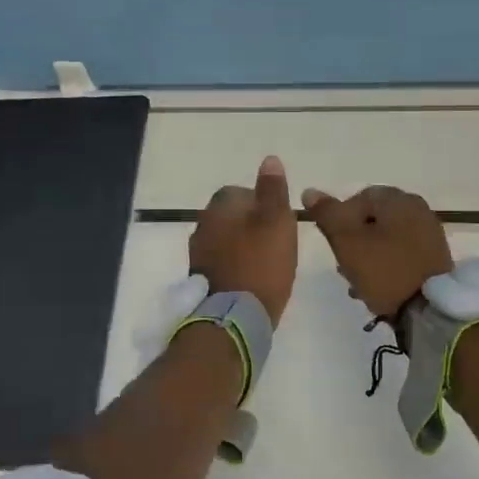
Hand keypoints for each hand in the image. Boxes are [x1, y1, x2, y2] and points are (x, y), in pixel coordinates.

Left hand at [189, 156, 297, 325]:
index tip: (281, 222)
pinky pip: (222, 262)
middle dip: (252, 225)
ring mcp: (198, 254)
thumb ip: (273, 190)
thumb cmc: (261, 263)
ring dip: (244, 246)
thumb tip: (269, 160)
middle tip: (278, 243)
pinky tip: (253, 279)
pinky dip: (237, 266)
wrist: (234, 318)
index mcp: (220, 206)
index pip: (241, 192)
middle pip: (232, 216)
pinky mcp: (201, 279)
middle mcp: (202, 225)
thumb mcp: (277, 220)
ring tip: (268, 263)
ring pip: (226, 240)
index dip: (263, 204)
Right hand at [300, 184, 452, 320]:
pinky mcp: (434, 256)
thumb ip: (327, 214)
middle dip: (354, 242)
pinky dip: (386, 264)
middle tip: (344, 267)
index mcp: (397, 199)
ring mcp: (429, 232)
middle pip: (372, 220)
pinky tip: (377, 286)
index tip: (335, 247)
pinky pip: (401, 253)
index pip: (356, 199)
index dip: (339, 222)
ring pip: (385, 238)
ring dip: (367, 256)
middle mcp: (417, 208)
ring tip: (357, 282)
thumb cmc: (384, 270)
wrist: (428, 310)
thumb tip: (310, 191)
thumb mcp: (347, 242)